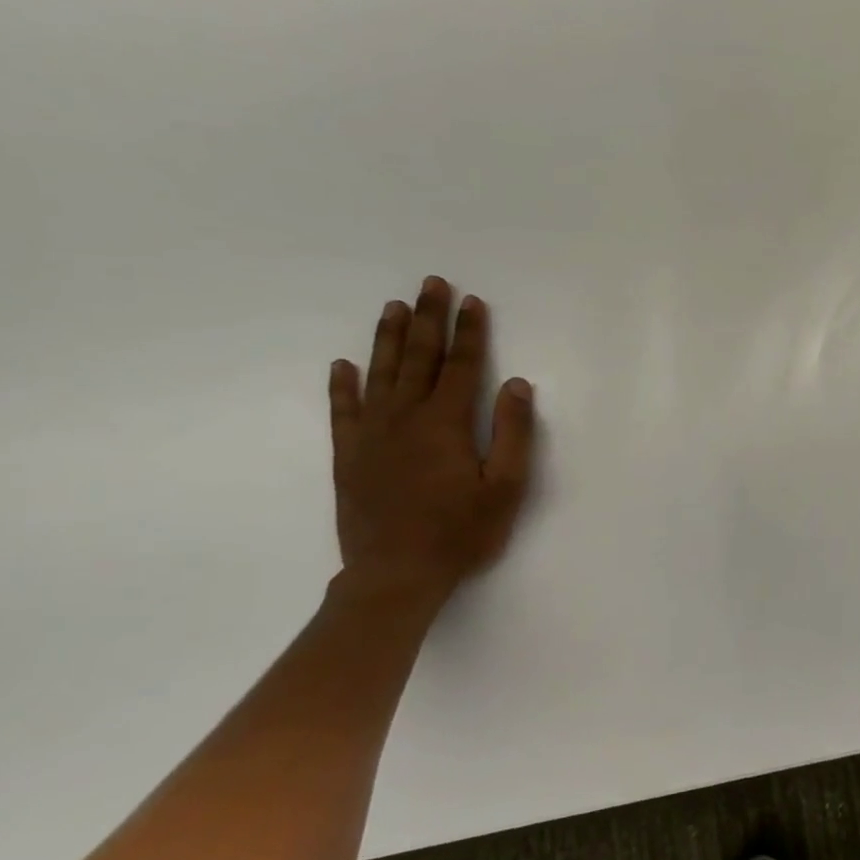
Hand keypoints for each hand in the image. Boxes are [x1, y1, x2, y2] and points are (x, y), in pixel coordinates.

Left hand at [328, 277, 535, 608]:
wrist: (395, 575)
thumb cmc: (461, 533)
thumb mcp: (506, 487)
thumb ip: (512, 433)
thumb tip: (516, 383)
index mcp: (446, 424)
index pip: (461, 366)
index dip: (470, 332)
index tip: (473, 301)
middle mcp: (404, 418)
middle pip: (418, 358)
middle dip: (428, 319)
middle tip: (431, 283)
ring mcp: (371, 436)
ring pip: (380, 374)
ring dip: (388, 338)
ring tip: (393, 306)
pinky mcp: (349, 456)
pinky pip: (343, 411)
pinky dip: (342, 385)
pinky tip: (344, 365)